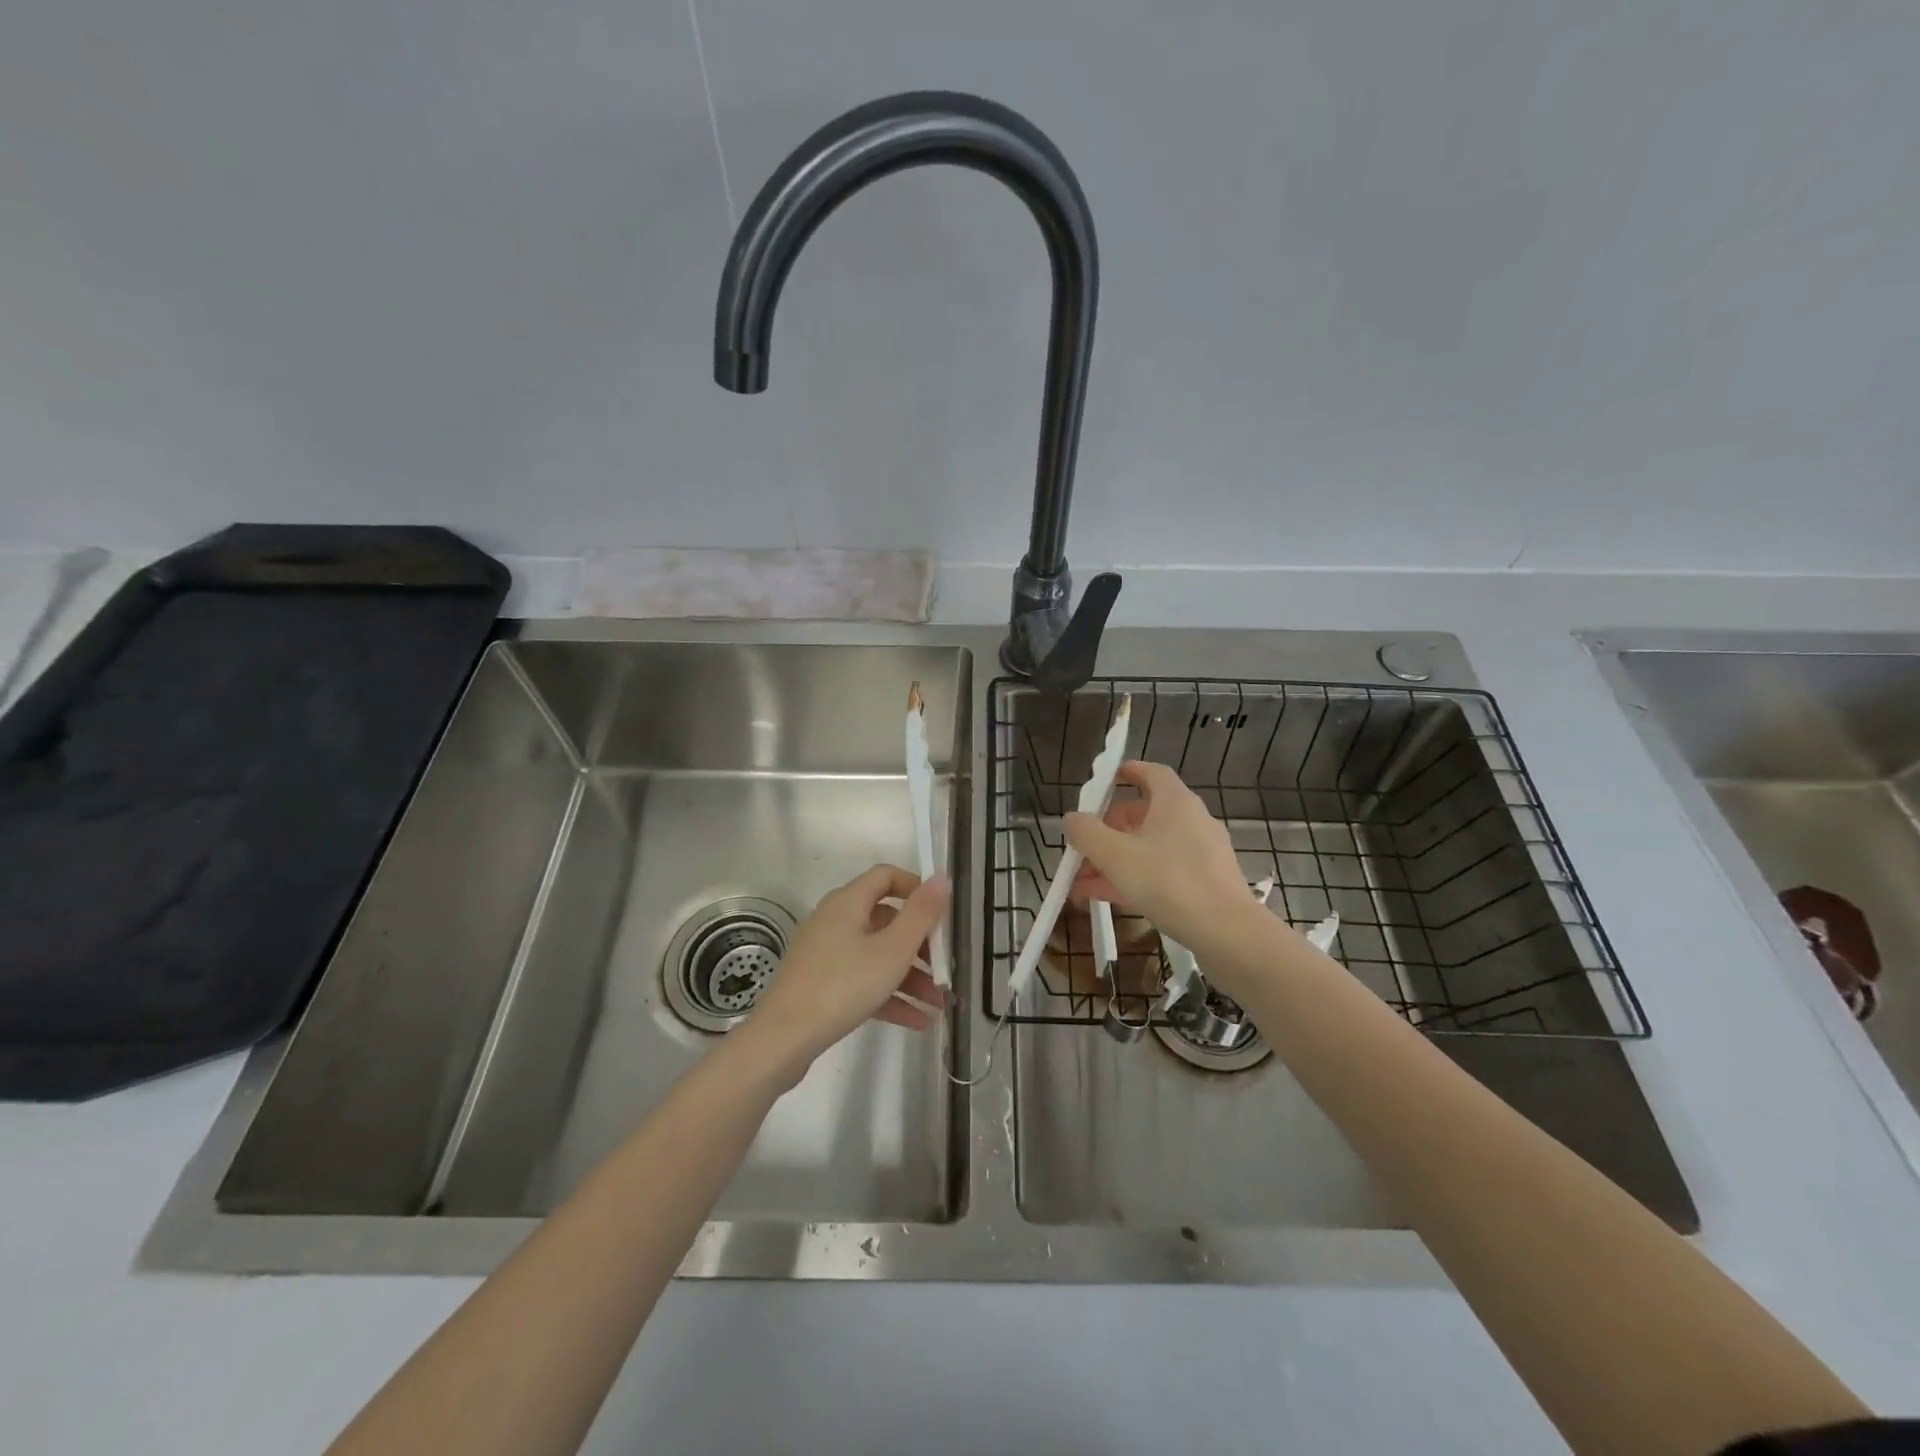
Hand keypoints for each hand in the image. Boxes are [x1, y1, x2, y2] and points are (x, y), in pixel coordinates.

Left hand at [741, 865, 952, 1083]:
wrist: (783, 1039)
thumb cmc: (843, 985)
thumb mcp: (892, 950)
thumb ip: (921, 914)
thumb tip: (942, 878)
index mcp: (848, 902)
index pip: (886, 876)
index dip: (916, 888)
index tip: (941, 913)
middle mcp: (835, 920)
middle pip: (886, 920)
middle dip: (921, 945)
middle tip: (945, 968)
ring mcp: (826, 953)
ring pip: (877, 955)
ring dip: (911, 977)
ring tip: (940, 1004)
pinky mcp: (822, 984)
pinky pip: (863, 980)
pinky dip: (889, 995)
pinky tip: (918, 1021)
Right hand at [1064, 761, 1253, 949]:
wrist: (1228, 933)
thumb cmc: (1169, 882)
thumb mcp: (1115, 856)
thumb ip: (1087, 833)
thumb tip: (1072, 818)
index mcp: (1174, 802)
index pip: (1151, 773)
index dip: (1126, 772)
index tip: (1103, 782)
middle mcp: (1191, 820)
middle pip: (1143, 814)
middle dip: (1108, 830)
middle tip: (1083, 846)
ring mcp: (1200, 853)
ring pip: (1149, 848)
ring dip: (1115, 861)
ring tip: (1082, 883)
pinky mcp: (1205, 883)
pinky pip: (1162, 871)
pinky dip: (1135, 878)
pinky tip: (1106, 899)